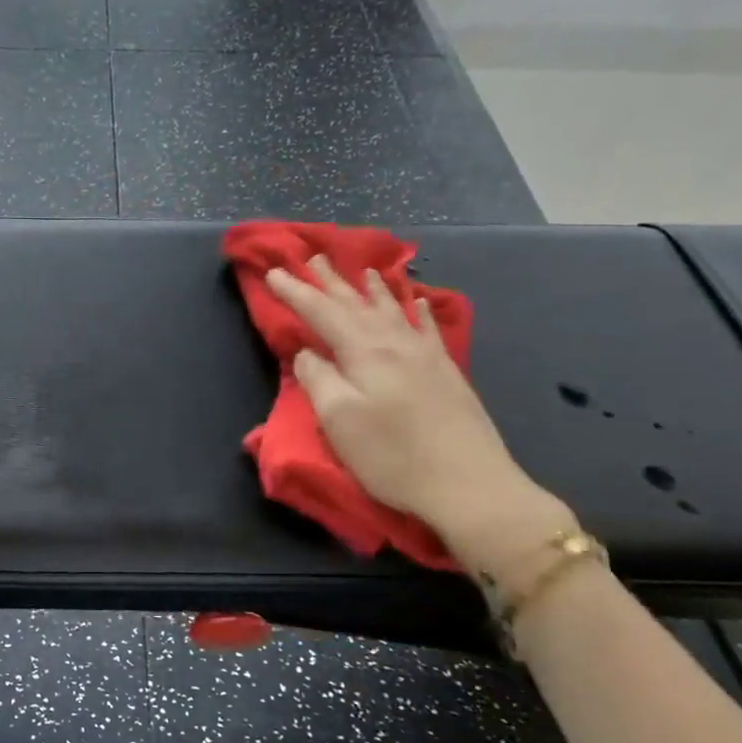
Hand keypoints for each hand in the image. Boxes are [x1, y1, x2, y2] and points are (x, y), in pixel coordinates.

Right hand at [264, 257, 565, 553]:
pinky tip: (419, 302)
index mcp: (365, 352)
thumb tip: (309, 352)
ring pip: (393, 310)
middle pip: (357, 304)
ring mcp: (426, 355)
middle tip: (313, 257)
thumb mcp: (339, 420)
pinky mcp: (446, 373)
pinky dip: (418, 311)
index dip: (295, 293)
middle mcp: (396, 343)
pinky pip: (428, 328)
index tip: (272, 273)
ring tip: (363, 270)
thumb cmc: (392, 455)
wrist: (469, 485)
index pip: (321, 312)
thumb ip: (319, 379)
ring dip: (372, 289)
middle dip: (331, 281)